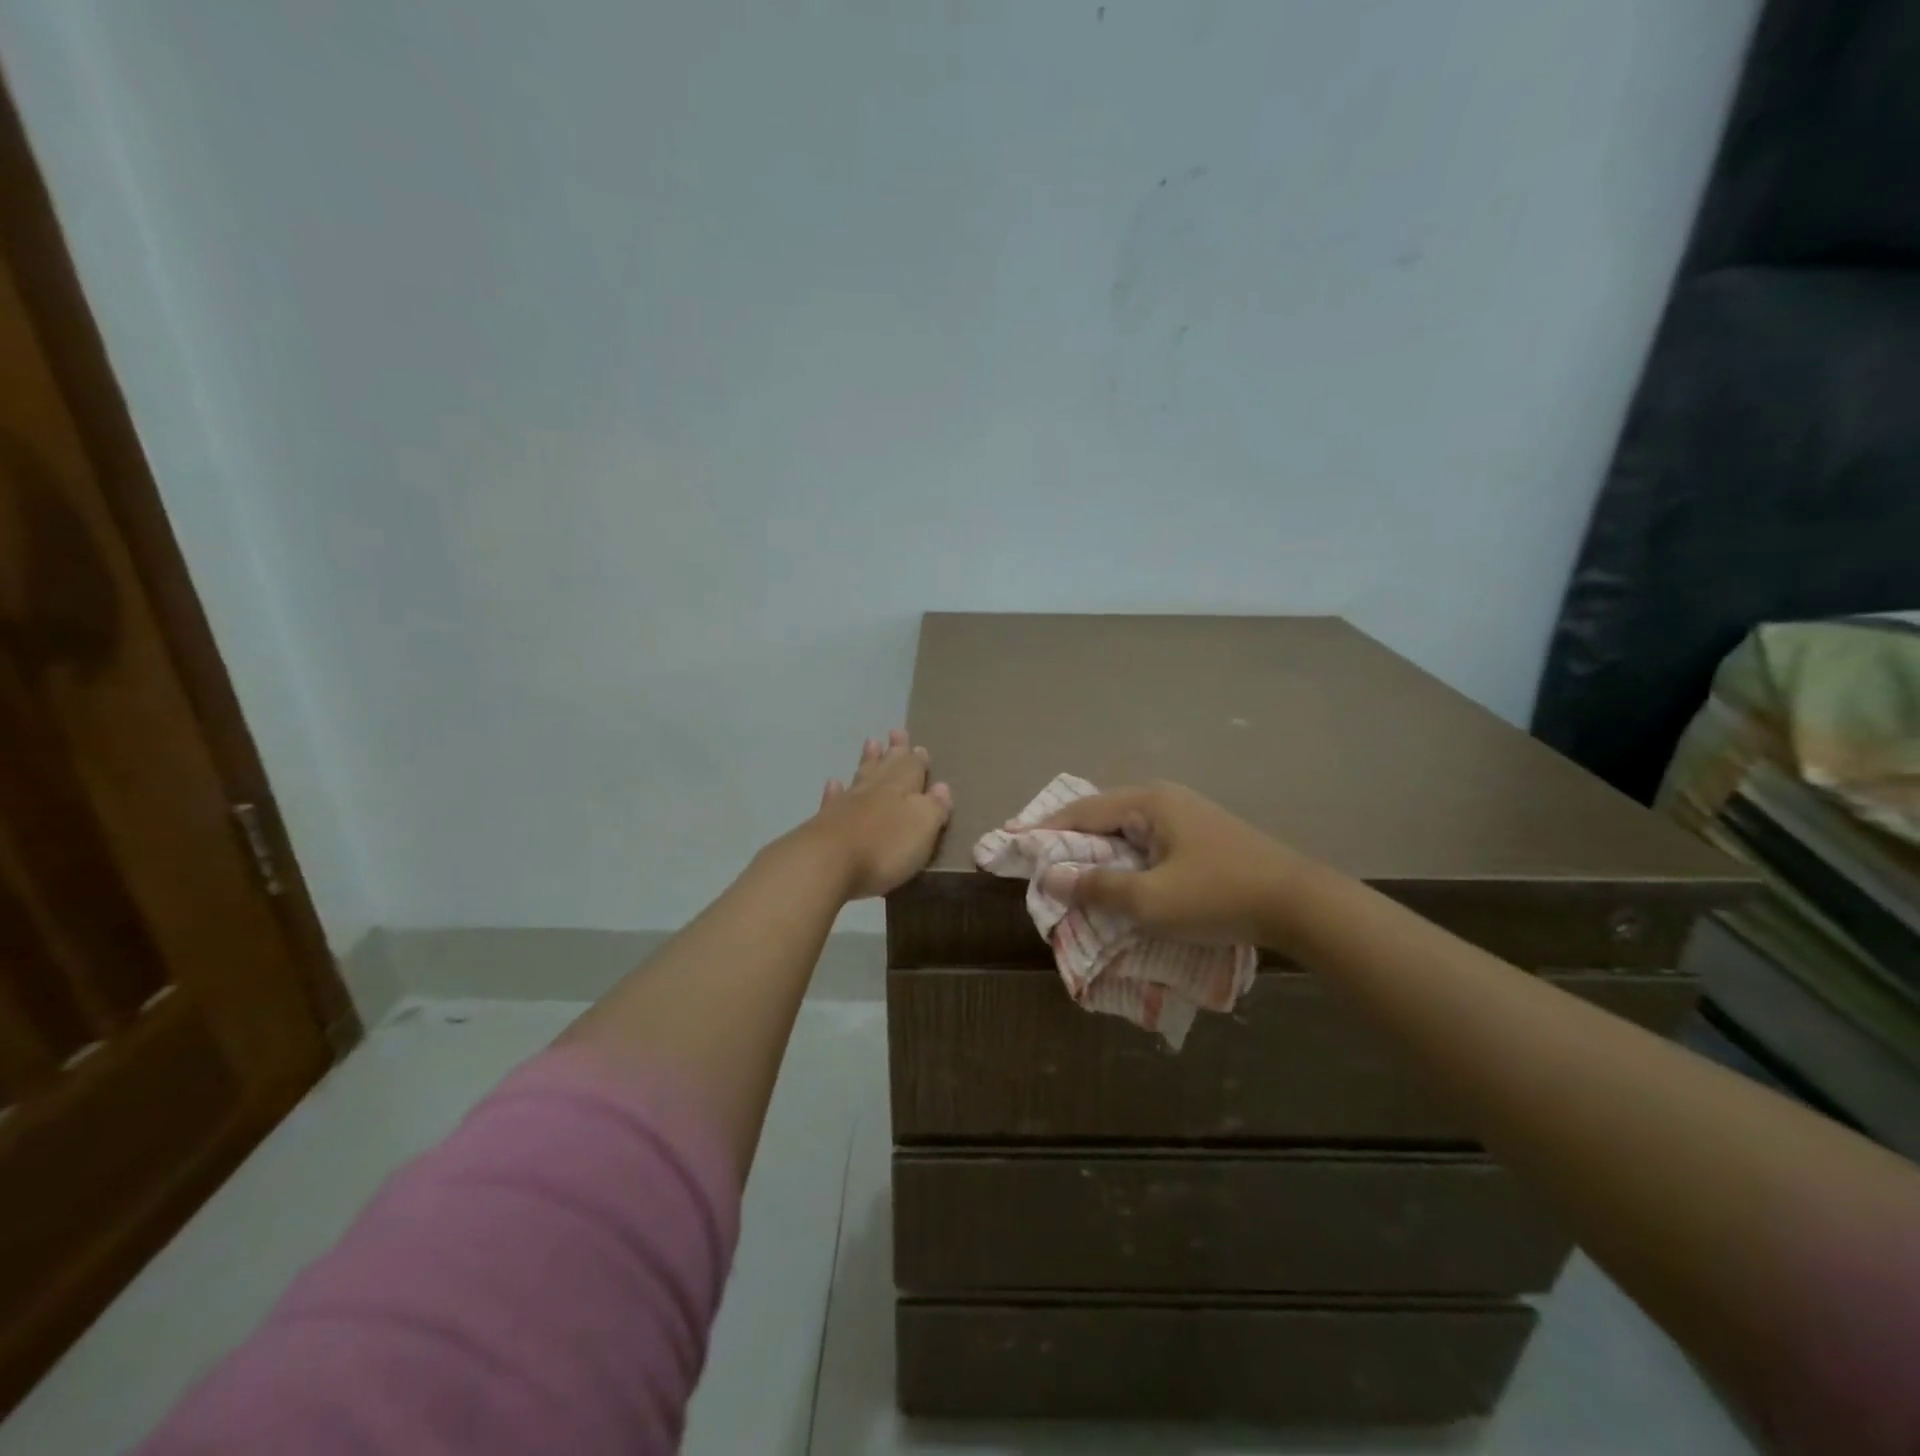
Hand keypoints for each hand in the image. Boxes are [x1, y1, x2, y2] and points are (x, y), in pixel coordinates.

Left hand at [801, 729, 952, 899]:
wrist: (827, 862)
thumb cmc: (884, 847)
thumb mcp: (923, 827)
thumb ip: (935, 807)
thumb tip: (942, 786)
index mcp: (902, 789)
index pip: (913, 769)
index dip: (918, 760)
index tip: (920, 747)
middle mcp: (874, 790)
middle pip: (887, 766)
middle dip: (894, 751)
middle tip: (896, 732)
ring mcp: (847, 804)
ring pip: (861, 776)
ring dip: (868, 760)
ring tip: (871, 742)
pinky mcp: (825, 822)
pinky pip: (832, 799)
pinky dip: (835, 790)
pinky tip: (833, 783)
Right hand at [1037, 780, 1304, 945]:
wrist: (1301, 905)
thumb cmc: (1218, 896)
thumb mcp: (1150, 900)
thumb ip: (1097, 887)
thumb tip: (1050, 877)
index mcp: (1148, 802)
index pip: (1081, 811)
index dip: (1045, 829)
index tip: (1013, 843)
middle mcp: (1165, 799)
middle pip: (1103, 817)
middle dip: (1071, 842)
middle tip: (1041, 865)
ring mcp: (1187, 816)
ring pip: (1127, 832)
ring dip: (1100, 854)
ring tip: (1074, 876)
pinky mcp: (1203, 837)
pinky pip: (1149, 844)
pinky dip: (1126, 861)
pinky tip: (1122, 882)